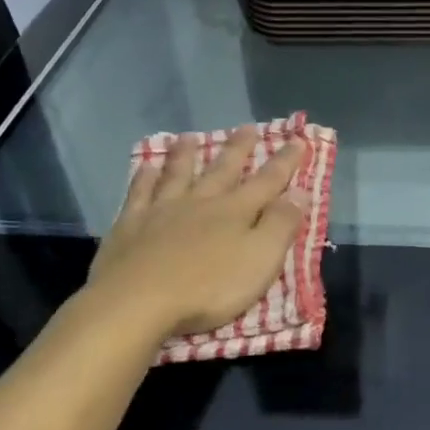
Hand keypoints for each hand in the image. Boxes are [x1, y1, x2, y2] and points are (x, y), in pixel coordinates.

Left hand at [84, 127, 307, 340]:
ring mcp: (161, 211)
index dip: (285, 162)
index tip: (297, 140)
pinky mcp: (130, 226)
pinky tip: (145, 167)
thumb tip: (299, 191)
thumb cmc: (208, 287)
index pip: (267, 181)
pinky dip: (144, 178)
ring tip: (189, 137)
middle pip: (222, 170)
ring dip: (185, 155)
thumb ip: (280, 225)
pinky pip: (139, 194)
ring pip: (177, 175)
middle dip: (238, 149)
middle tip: (247, 127)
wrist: (137, 302)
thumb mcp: (260, 260)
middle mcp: (200, 202)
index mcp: (235, 212)